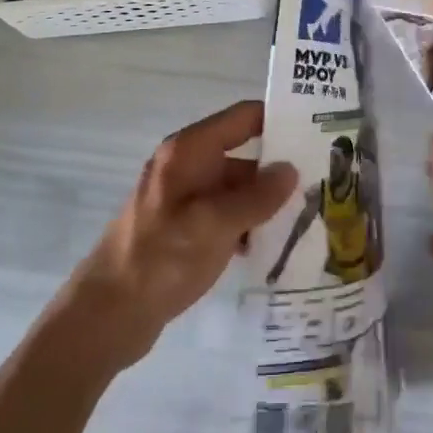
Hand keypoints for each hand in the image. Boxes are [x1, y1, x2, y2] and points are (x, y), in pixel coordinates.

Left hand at [62, 101, 295, 371]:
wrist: (107, 314)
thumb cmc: (161, 258)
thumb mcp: (215, 224)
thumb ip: (256, 197)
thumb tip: (291, 170)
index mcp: (190, 151)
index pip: (243, 117)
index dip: (278, 118)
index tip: (317, 128)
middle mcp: (187, 166)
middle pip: (242, 154)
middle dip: (278, 168)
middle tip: (325, 181)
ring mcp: (184, 198)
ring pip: (236, 189)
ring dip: (265, 202)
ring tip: (309, 216)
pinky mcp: (183, 229)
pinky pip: (224, 215)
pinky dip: (247, 225)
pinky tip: (273, 246)